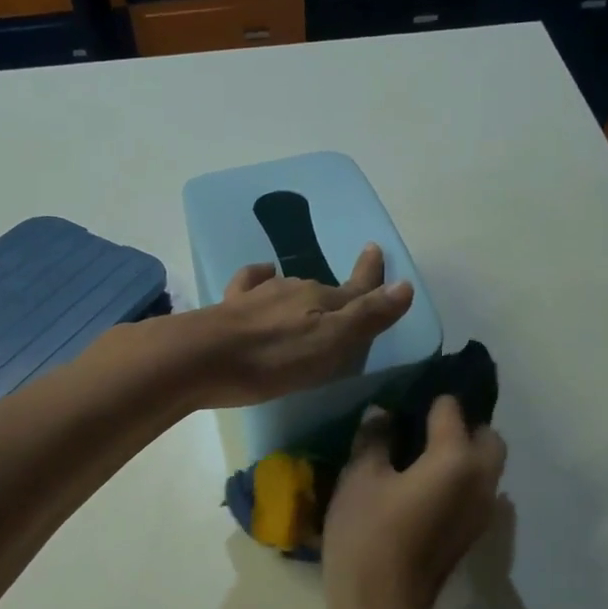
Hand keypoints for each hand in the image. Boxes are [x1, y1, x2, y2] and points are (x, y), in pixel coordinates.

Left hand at [186, 244, 414, 408]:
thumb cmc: (274, 358)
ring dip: (304, 294)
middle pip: (325, 290)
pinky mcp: (231, 306)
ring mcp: (260, 295)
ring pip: (291, 288)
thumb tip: (405, 285)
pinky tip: (262, 279)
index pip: (356, 287)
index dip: (371, 274)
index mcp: (323, 301)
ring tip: (310, 303)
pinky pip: (252, 283)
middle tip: (348, 298)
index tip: (377, 249)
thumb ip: (367, 317)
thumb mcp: (331, 344)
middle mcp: (294, 290)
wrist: (202, 357)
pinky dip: (262, 279)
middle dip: (340, 293)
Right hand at [322, 395, 506, 608]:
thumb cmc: (367, 536)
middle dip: (463, 426)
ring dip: (465, 454)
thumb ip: (374, 439)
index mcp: (456, 459)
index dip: (427, 401)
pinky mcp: (474, 534)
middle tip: (422, 430)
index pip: (451, 410)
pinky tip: (425, 489)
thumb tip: (383, 414)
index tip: (403, 402)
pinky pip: (478, 491)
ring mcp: (484, 511)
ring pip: (488, 467)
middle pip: (488, 437)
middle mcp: (482, 480)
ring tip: (421, 458)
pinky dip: (461, 479)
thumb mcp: (359, 479)